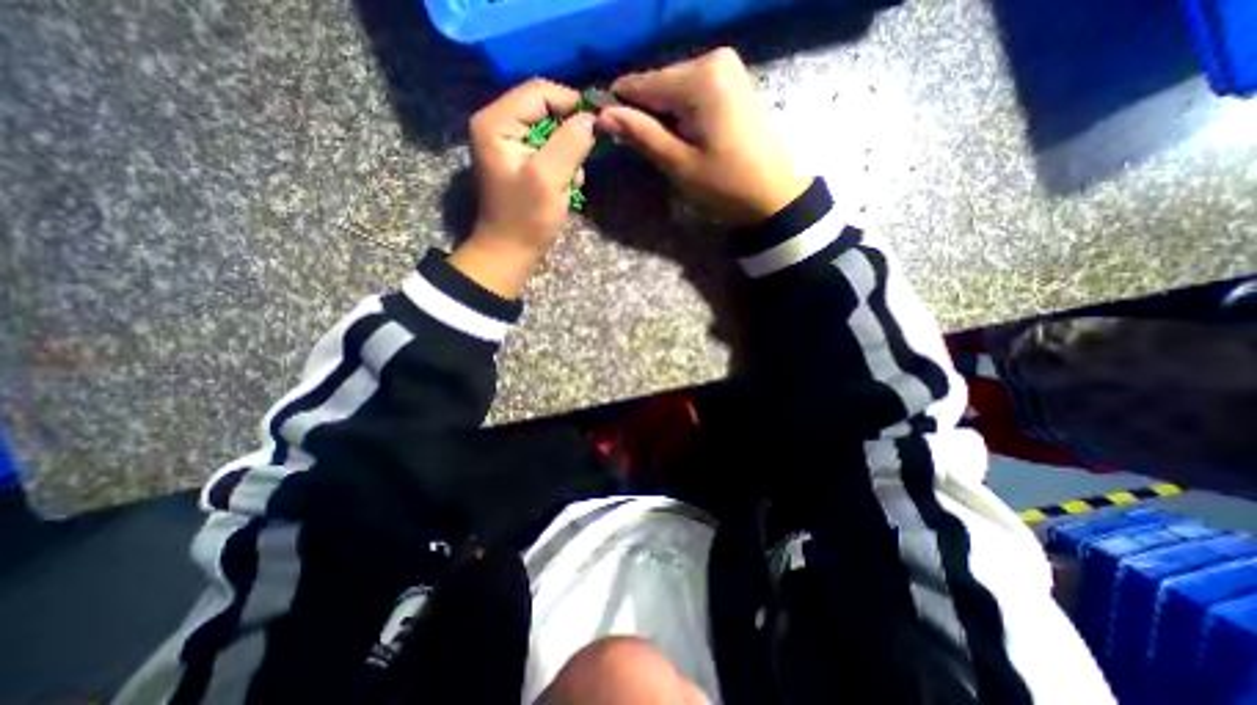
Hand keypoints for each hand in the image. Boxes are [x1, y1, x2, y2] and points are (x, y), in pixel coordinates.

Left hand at [448, 80, 595, 299]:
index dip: (571, 103)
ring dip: (568, 154)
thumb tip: (590, 119)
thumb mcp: (550, 178)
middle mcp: (498, 125)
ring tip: (572, 181)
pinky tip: (565, 186)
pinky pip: (547, 151)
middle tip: (583, 160)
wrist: (510, 253)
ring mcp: (508, 145)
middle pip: (544, 110)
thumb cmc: (527, 219)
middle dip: (569, 135)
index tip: (598, 124)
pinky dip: (561, 165)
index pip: (539, 92)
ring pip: (549, 132)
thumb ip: (570, 143)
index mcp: (497, 122)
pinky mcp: (519, 162)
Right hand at [595, 46, 808, 223]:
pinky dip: (681, 113)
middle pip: (658, 84)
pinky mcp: (732, 80)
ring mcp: (725, 66)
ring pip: (673, 88)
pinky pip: (692, 91)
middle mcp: (712, 59)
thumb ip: (641, 135)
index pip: (641, 84)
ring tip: (671, 148)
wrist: (774, 193)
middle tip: (648, 150)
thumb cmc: (726, 185)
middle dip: (646, 114)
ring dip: (664, 116)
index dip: (620, 107)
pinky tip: (687, 137)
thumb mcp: (679, 164)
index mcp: (699, 78)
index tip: (607, 132)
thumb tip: (602, 116)